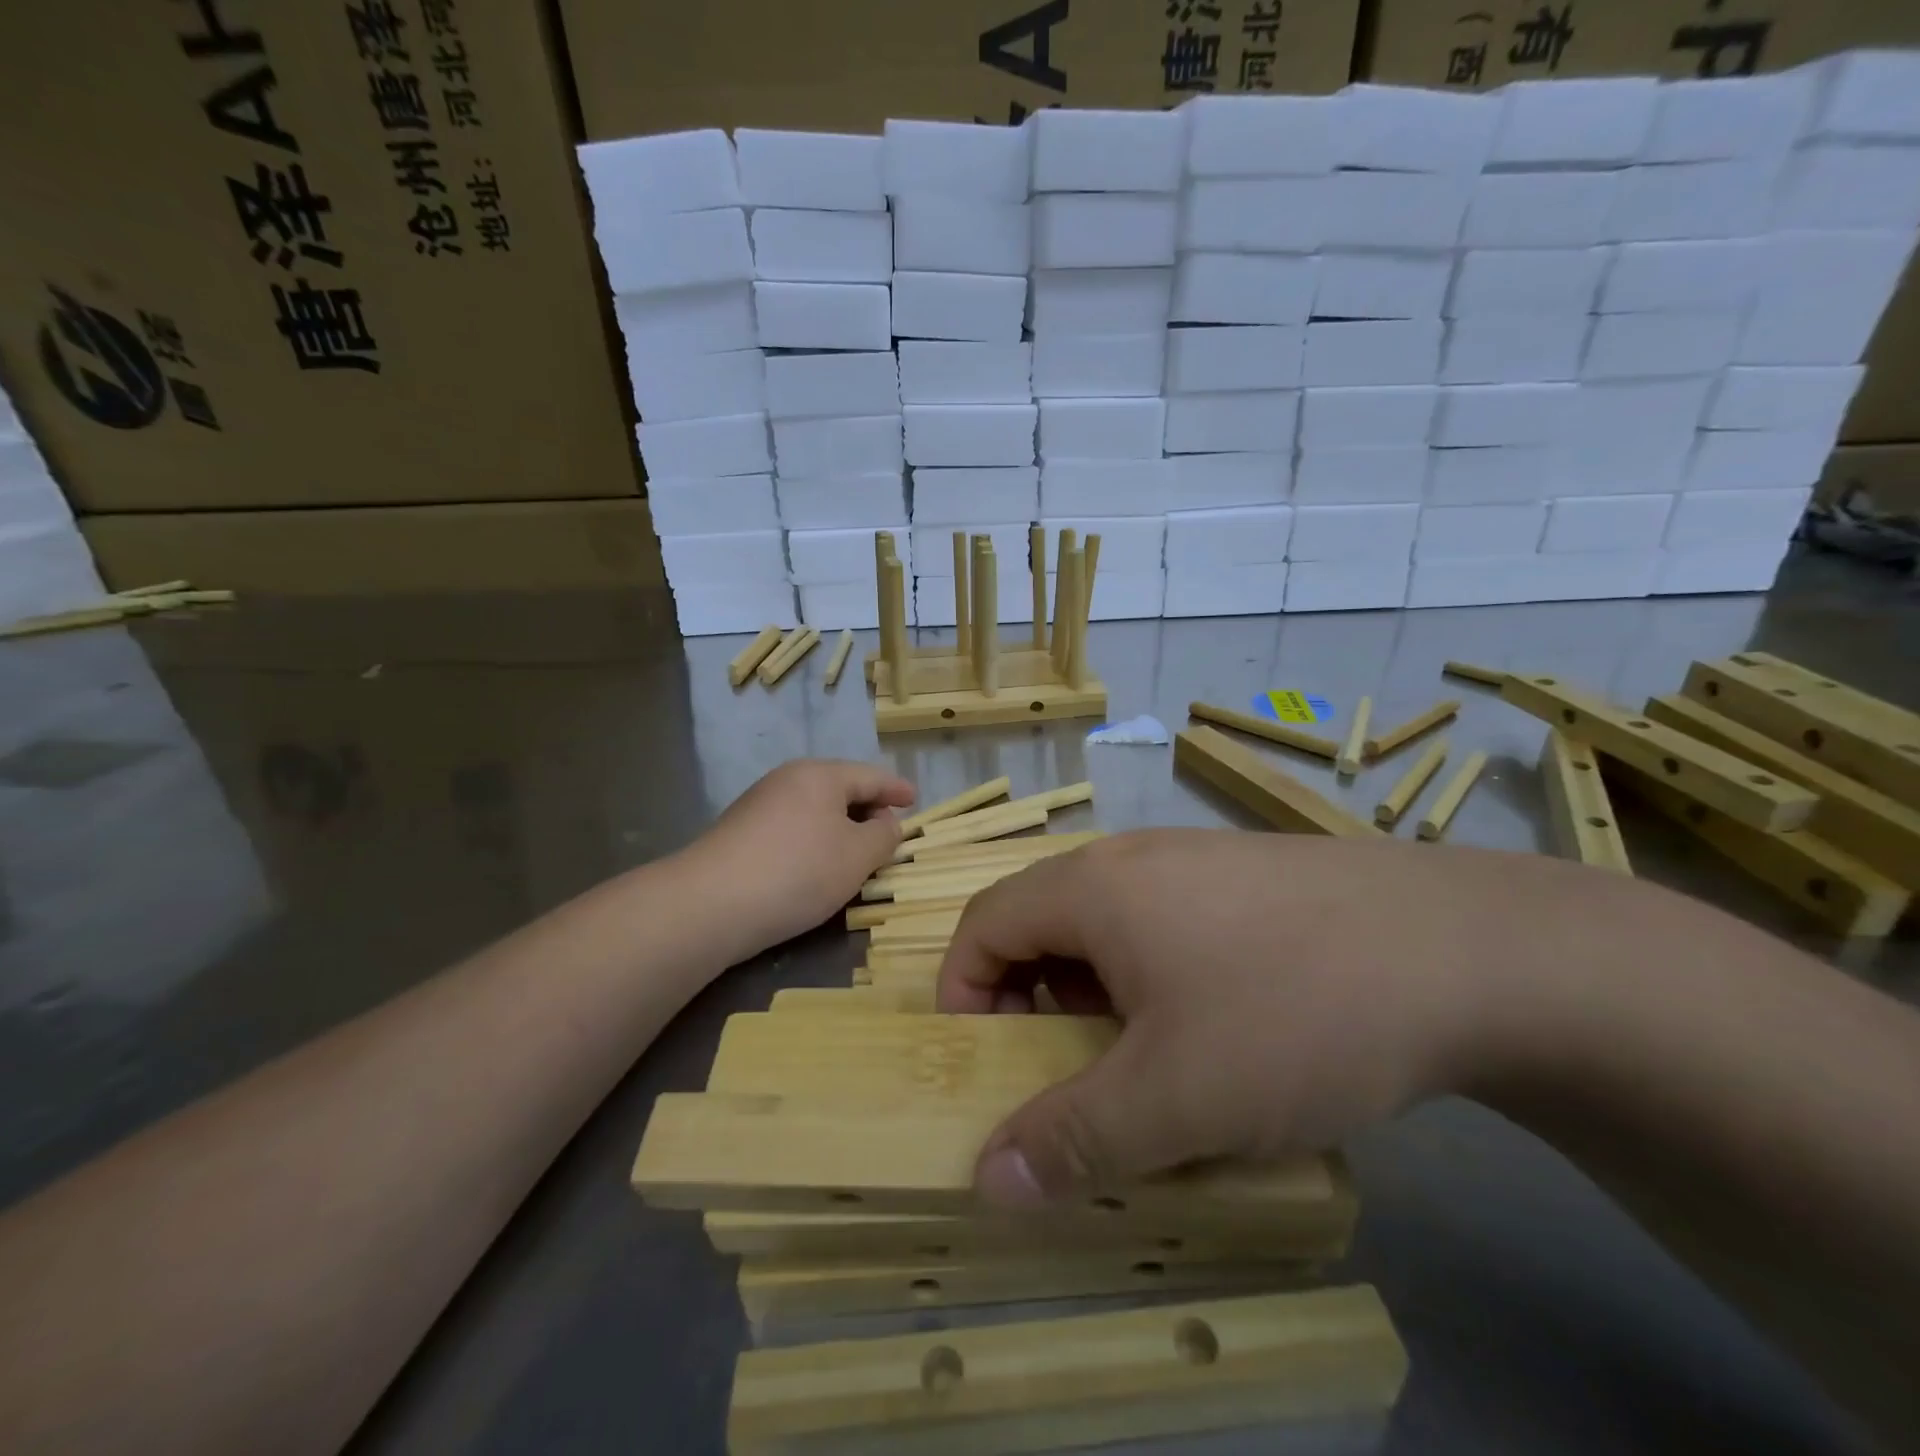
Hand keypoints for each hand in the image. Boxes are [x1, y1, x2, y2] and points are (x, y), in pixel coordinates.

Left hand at [687, 759, 914, 956]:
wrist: (710, 904)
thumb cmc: (798, 871)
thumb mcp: (858, 856)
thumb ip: (883, 836)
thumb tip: (884, 823)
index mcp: (820, 775)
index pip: (870, 776)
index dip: (897, 789)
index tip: (915, 800)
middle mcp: (788, 780)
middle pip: (840, 789)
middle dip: (868, 809)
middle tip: (889, 833)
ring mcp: (759, 805)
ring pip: (814, 810)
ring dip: (840, 829)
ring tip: (857, 855)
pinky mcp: (740, 833)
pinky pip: (793, 828)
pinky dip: (815, 841)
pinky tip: (816, 868)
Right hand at [935, 828, 1646, 1206]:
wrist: (1469, 952)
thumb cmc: (1292, 1013)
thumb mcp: (1175, 1097)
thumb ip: (1071, 1140)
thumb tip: (986, 1182)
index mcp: (1092, 887)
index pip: (984, 923)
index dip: (964, 993)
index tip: (985, 1064)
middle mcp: (1133, 859)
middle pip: (1042, 920)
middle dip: (1030, 1001)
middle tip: (1064, 1072)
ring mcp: (1196, 861)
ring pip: (1108, 925)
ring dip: (1096, 994)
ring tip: (1142, 1061)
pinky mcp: (1249, 879)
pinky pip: (1166, 922)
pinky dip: (1154, 978)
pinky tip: (1215, 1029)